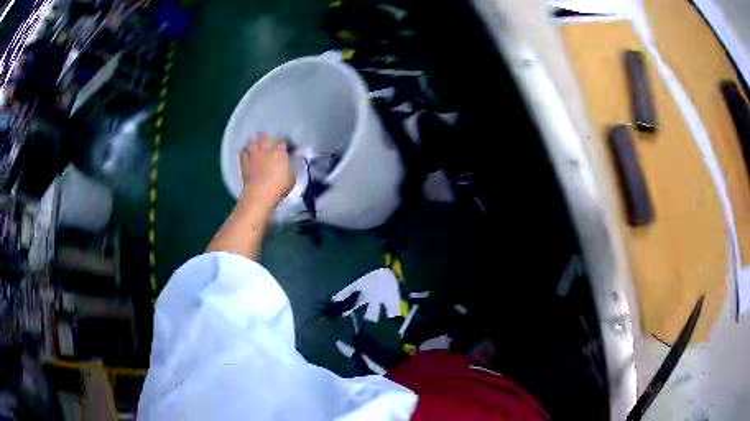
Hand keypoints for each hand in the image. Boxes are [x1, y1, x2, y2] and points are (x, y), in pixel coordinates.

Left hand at [240, 133, 294, 208]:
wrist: (258, 195)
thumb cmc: (278, 187)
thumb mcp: (292, 176)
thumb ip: (292, 164)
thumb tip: (293, 157)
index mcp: (279, 150)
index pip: (283, 140)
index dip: (285, 142)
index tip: (287, 146)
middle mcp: (265, 149)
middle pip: (266, 137)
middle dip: (269, 137)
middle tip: (271, 142)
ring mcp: (253, 155)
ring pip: (253, 142)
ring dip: (255, 141)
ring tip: (257, 141)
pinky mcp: (243, 162)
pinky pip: (243, 152)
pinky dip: (245, 150)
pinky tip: (246, 151)